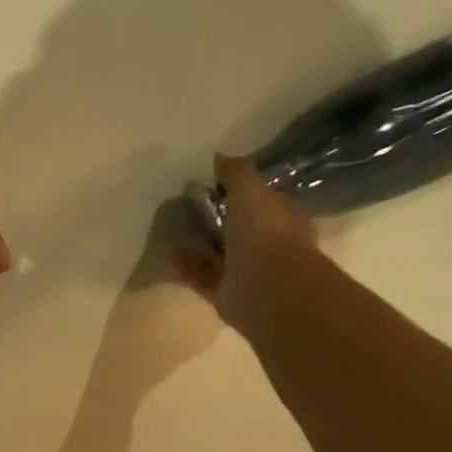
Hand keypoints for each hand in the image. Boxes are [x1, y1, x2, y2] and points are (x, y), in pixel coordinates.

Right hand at [173, 153, 315, 334]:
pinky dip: (187, 267)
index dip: (238, 192)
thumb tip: (220, 157)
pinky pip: (203, 277)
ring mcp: (248, 272)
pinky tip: (169, 255)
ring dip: (198, 244)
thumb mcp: (250, 191)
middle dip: (216, 220)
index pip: (261, 200)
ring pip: (219, 254)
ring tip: (173, 231)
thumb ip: (236, 173)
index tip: (212, 185)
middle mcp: (268, 245)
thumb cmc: (266, 233)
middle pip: (238, 228)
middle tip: (187, 208)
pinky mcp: (227, 294)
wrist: (268, 289)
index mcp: (282, 218)